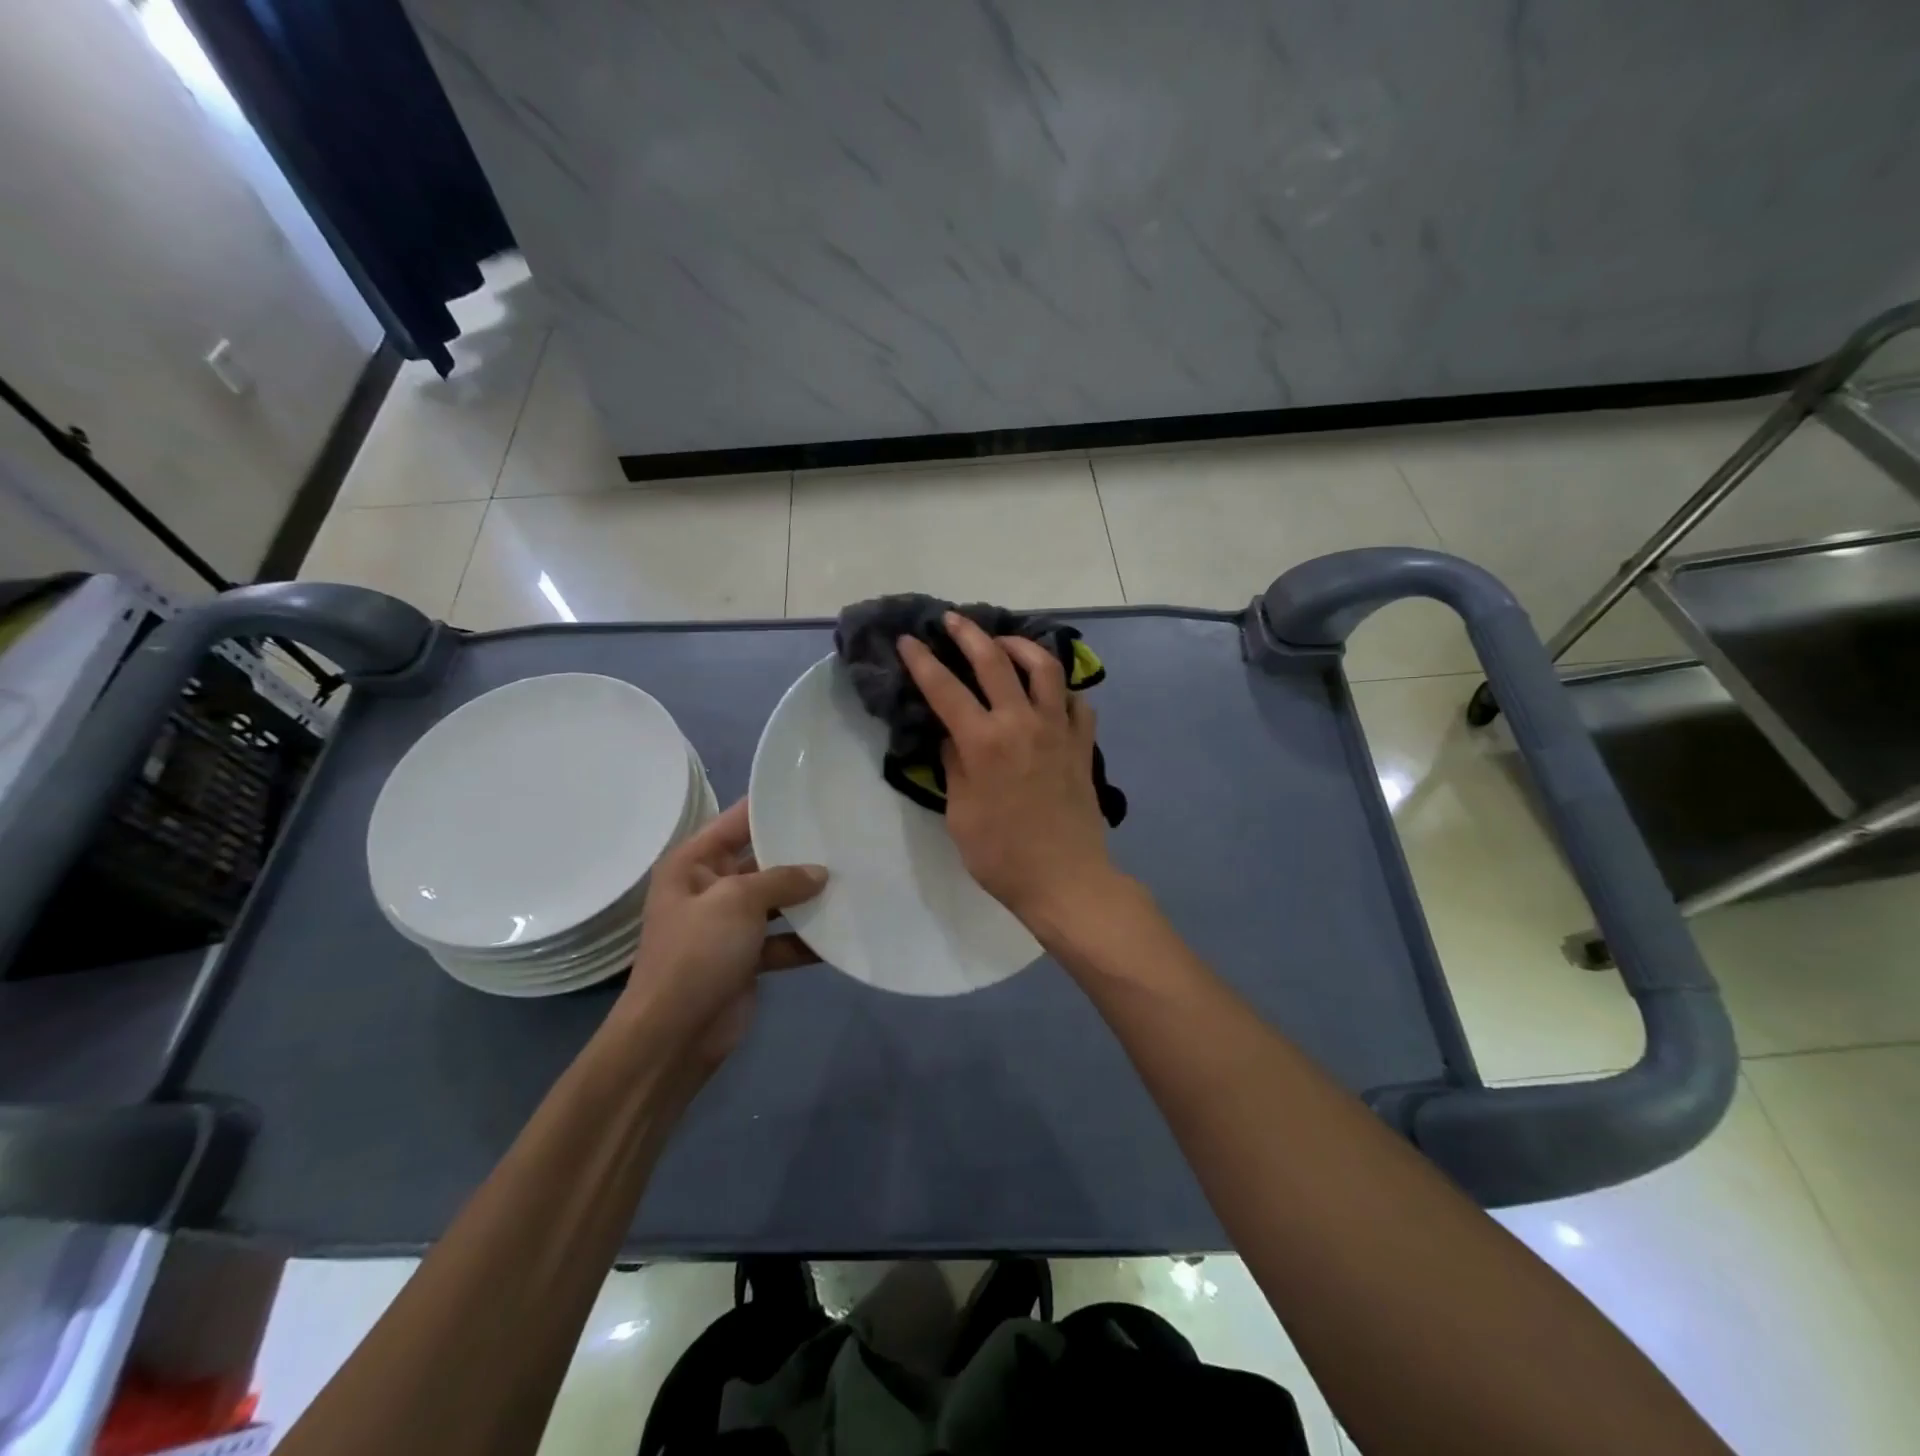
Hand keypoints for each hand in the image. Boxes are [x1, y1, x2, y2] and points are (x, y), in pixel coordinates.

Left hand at [615, 798, 825, 1069]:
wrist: (675, 1034)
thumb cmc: (697, 952)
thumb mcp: (737, 901)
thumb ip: (781, 880)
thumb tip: (820, 873)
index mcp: (693, 864)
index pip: (735, 822)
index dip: (769, 807)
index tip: (811, 793)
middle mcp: (710, 889)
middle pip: (761, 862)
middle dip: (798, 854)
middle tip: (844, 836)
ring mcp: (729, 926)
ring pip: (776, 901)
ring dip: (808, 898)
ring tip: (853, 880)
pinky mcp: (747, 958)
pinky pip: (783, 939)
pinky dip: (807, 938)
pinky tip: (842, 931)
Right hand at [897, 612, 1116, 924]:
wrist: (1065, 879)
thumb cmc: (1001, 855)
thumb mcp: (959, 813)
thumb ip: (955, 765)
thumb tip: (953, 735)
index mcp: (984, 742)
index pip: (945, 688)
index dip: (922, 661)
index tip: (909, 641)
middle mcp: (1022, 723)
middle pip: (994, 660)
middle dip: (968, 634)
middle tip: (952, 620)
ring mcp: (1058, 730)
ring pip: (1044, 668)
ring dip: (1021, 646)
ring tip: (1004, 643)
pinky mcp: (1083, 744)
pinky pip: (1076, 702)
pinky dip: (1061, 690)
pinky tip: (1049, 693)